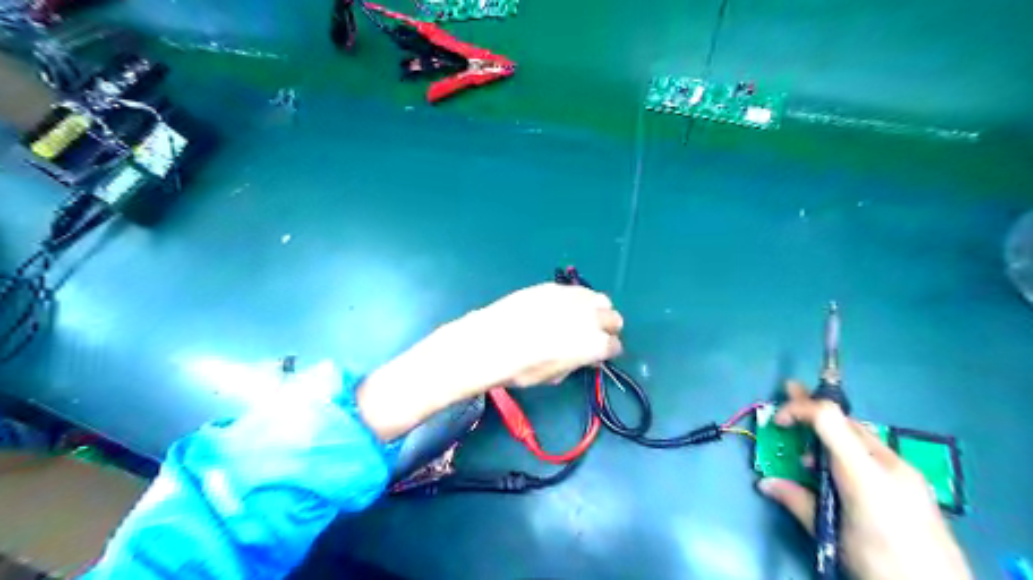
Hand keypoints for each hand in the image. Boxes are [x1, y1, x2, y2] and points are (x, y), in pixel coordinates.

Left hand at [357, 281, 619, 439]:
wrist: (490, 343)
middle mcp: (590, 317)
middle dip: (607, 329)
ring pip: (599, 299)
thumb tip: (584, 357)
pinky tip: (561, 308)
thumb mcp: (554, 376)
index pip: (613, 346)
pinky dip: (576, 300)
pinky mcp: (553, 287)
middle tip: (593, 336)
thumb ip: (576, 363)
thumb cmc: (521, 369)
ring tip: (580, 319)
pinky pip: (575, 290)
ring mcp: (571, 298)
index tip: (597, 355)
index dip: (606, 352)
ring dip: (595, 310)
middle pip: (613, 318)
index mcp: (594, 344)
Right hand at [756, 381, 968, 579]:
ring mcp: (906, 473)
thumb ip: (798, 502)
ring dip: (829, 433)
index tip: (778, 421)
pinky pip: (873, 452)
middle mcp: (889, 464)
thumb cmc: (881, 564)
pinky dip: (848, 449)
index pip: (829, 418)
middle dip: (812, 409)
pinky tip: (838, 471)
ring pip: (859, 436)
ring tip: (808, 452)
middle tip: (788, 391)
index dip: (799, 408)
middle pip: (845, 421)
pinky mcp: (914, 484)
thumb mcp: (831, 535)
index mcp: (865, 474)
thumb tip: (765, 483)